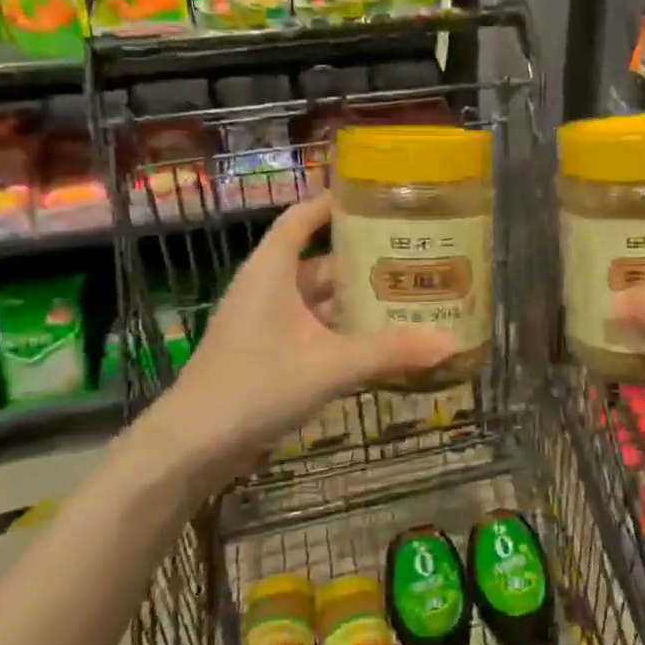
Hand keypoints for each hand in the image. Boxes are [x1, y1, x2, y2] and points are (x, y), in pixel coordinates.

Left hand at [154, 191, 453, 461]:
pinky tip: (375, 344)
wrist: (192, 446)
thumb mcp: (331, 365)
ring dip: (354, 301)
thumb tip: (451, 343)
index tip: (376, 198)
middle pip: (319, 261)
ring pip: (317, 300)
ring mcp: (264, 323)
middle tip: (412, 257)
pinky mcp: (266, 354)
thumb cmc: (257, 384)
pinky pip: (311, 330)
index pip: (303, 217)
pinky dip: (340, 332)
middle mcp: (267, 288)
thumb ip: (390, 352)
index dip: (334, 203)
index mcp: (272, 270)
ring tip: (404, 298)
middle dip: (362, 261)